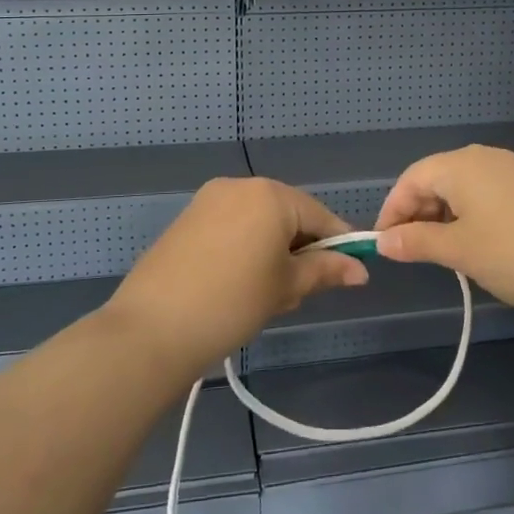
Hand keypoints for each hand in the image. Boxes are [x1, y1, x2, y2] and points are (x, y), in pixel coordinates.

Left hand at [107, 178, 367, 371]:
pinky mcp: (187, 218)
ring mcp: (209, 199)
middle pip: (288, 213)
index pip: (320, 216)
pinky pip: (232, 224)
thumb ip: (326, 271)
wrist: (153, 328)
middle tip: (299, 291)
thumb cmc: (233, 302)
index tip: (349, 273)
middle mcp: (241, 185)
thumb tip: (361, 270)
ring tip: (266, 292)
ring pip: (259, 220)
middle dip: (301, 247)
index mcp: (271, 194)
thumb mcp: (287, 287)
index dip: (338, 245)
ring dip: (273, 248)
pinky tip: (237, 282)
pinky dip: (245, 246)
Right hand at [373, 146, 513, 318]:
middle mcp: (485, 157)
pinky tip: (479, 243)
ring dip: (445, 215)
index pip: (412, 179)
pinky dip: (472, 214)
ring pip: (464, 187)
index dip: (392, 210)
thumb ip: (417, 242)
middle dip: (418, 213)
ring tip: (443, 251)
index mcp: (461, 165)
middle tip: (412, 251)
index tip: (384, 244)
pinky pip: (488, 193)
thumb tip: (383, 241)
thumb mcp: (460, 251)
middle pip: (437, 178)